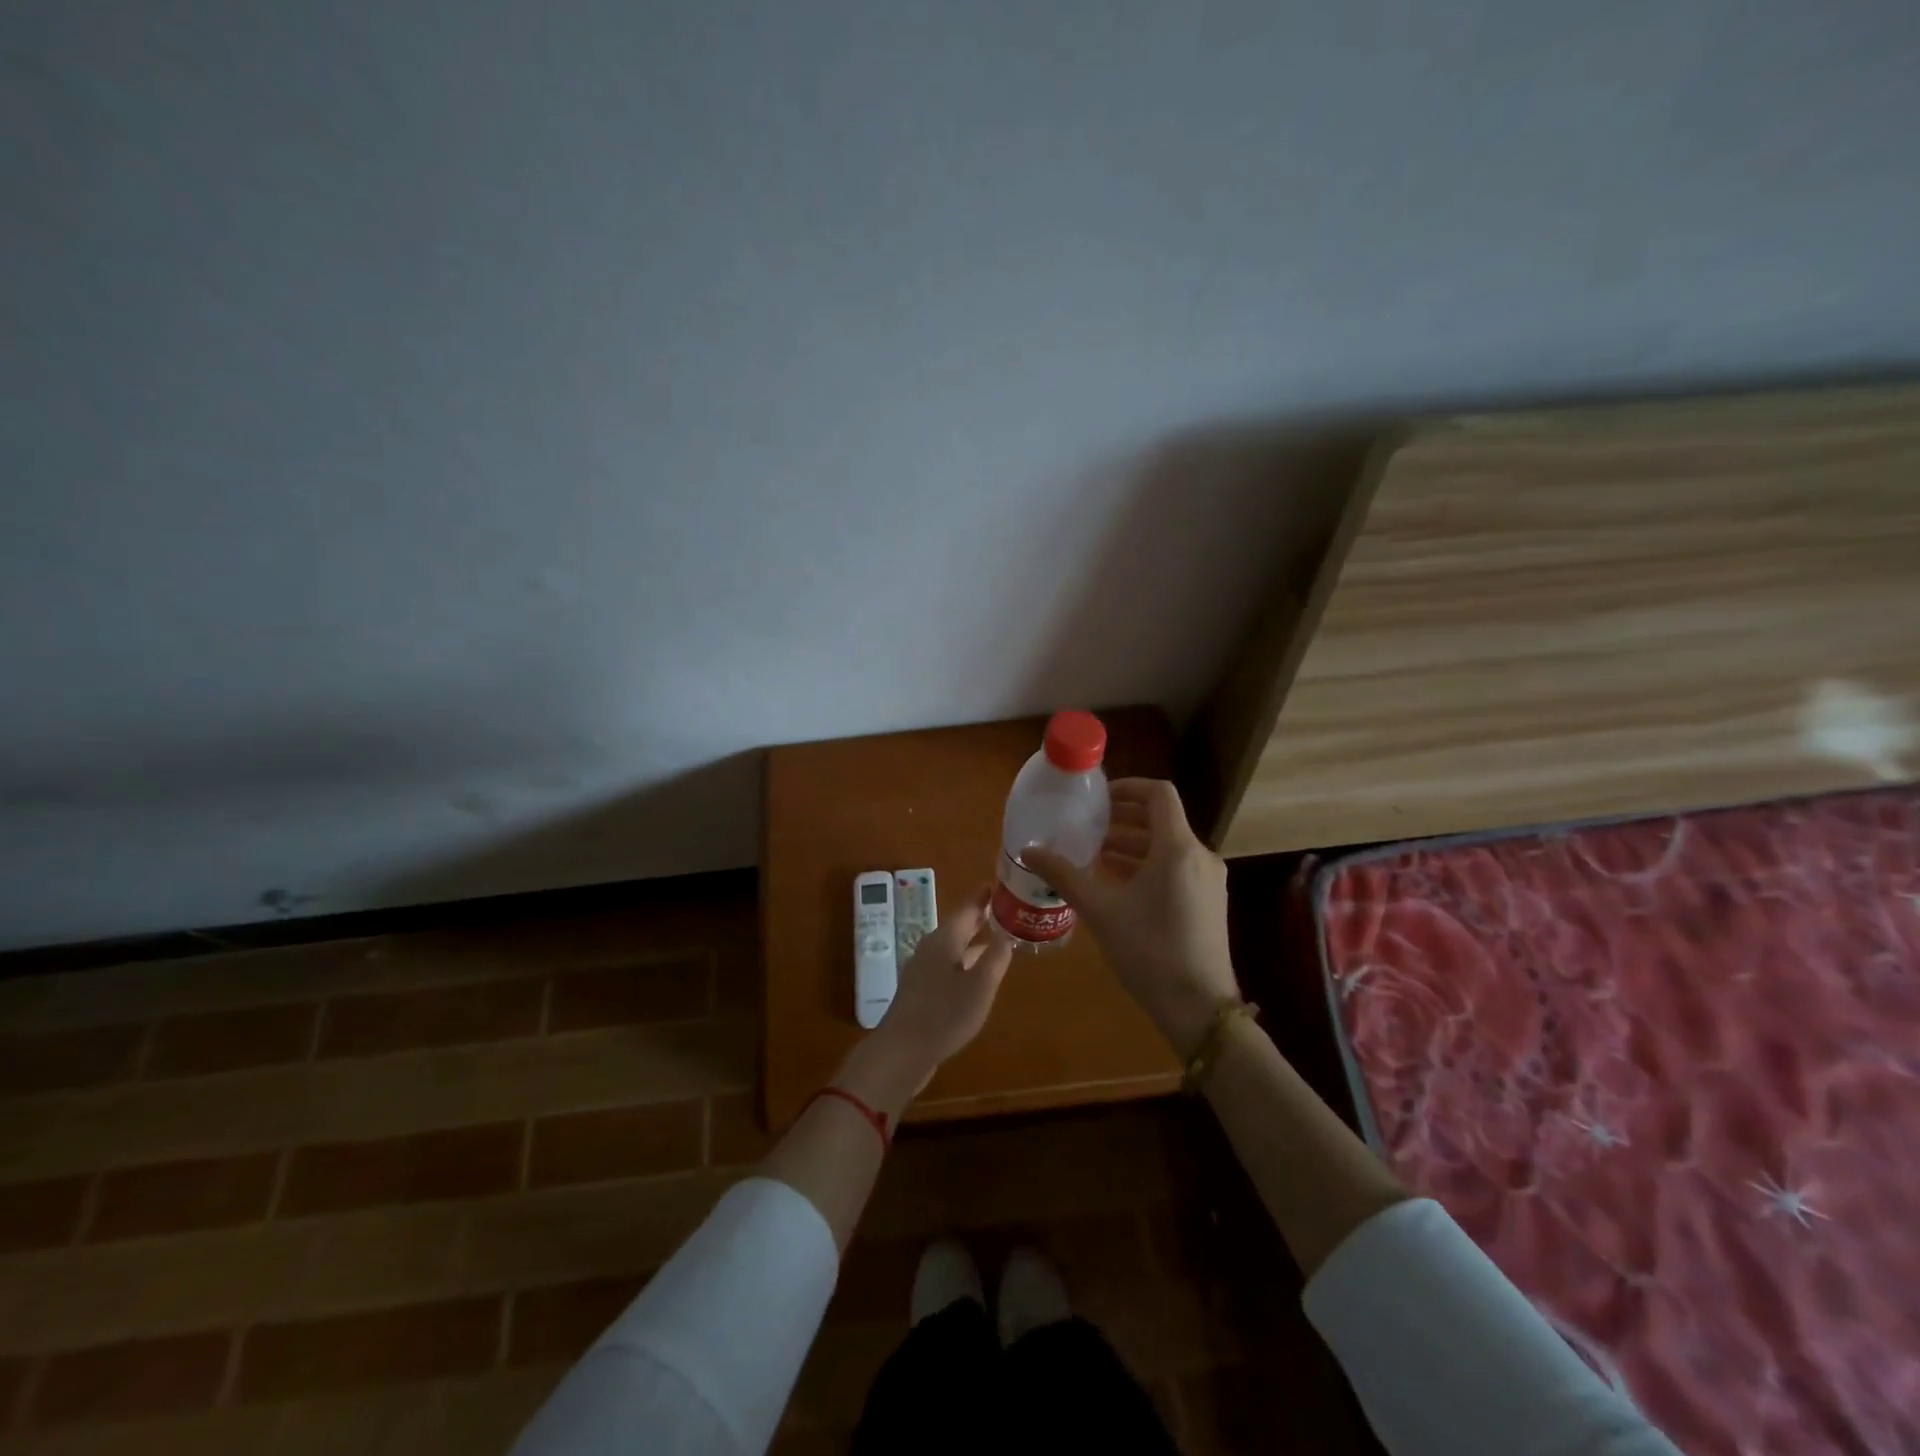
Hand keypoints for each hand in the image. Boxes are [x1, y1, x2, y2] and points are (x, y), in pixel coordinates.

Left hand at [871, 886, 1013, 1084]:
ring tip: (998, 938)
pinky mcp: (921, 990)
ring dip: (975, 940)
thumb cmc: (944, 1014)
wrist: (901, 1051)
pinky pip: (948, 964)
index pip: (968, 908)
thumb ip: (996, 958)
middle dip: (981, 917)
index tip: (1001, 883)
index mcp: (945, 939)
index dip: (984, 896)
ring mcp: (923, 969)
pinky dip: (966, 960)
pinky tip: (977, 973)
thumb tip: (1008, 934)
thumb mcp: (980, 986)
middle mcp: (932, 947)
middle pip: (959, 925)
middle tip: (1006, 908)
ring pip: (954, 946)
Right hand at [1026, 778, 1238, 1057]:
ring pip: (1168, 846)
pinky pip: (1177, 867)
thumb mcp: (1100, 910)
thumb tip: (1028, 851)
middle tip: (1089, 825)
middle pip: (1162, 819)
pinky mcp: (1209, 901)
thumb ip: (1064, 875)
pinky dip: (1148, 865)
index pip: (1159, 794)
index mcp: (1177, 848)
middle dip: (1124, 818)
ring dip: (1133, 844)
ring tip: (1096, 854)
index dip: (1128, 787)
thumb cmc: (1148, 950)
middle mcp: (1200, 855)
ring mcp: (1209, 880)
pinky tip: (1119, 883)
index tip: (1097, 799)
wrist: (1199, 1008)